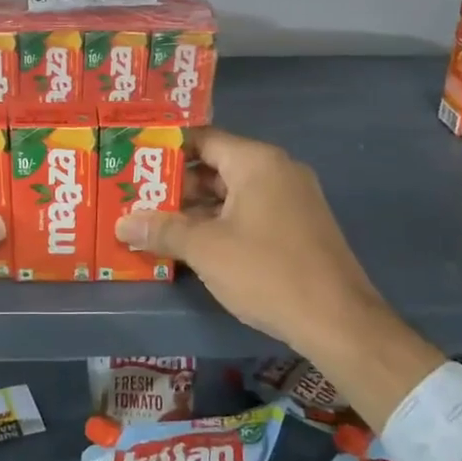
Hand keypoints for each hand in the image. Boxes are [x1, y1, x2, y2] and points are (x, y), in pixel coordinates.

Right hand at [113, 127, 443, 428]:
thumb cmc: (267, 272)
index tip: (134, 161)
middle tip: (136, 197)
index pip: (202, 138)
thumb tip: (122, 223)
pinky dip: (220, 222)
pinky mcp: (298, 226)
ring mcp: (292, 199)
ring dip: (196, 208)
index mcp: (256, 162)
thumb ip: (162, 230)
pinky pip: (250, 212)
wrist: (339, 321)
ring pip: (232, 192)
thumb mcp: (205, 249)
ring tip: (155, 222)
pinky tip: (192, 244)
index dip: (165, 149)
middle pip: (216, 165)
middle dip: (176, 184)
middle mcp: (277, 170)